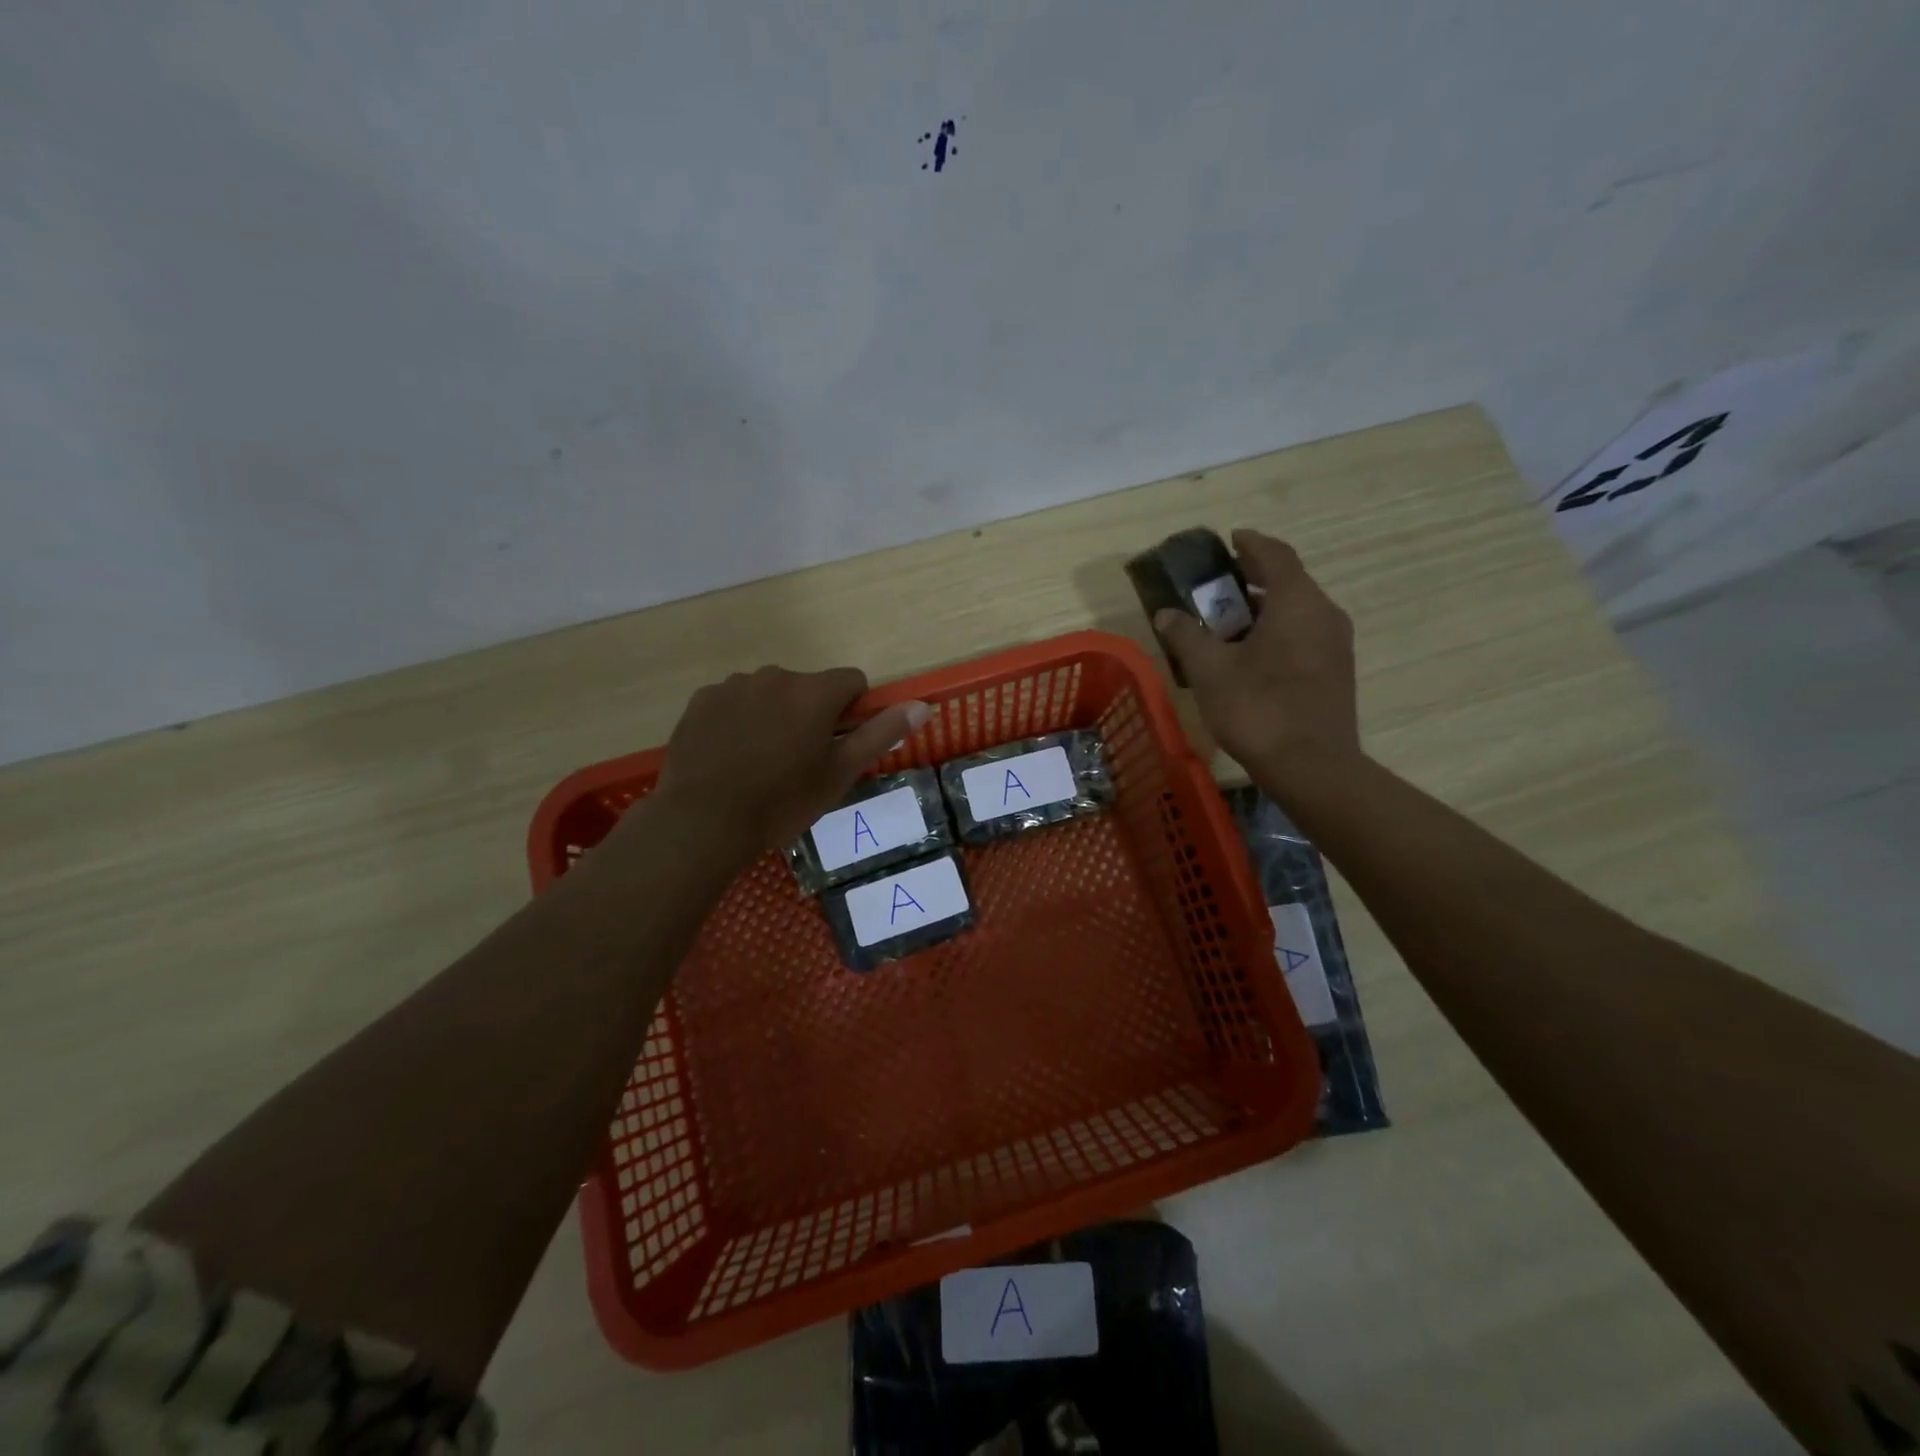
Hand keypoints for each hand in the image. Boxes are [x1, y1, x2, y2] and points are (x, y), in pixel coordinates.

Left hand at [635, 666, 929, 871]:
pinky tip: (731, 756)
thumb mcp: (840, 773)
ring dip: (774, 715)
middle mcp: (775, 676)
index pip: (852, 681)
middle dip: (810, 713)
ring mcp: (733, 685)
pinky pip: (733, 701)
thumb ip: (881, 733)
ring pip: (769, 693)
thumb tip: (922, 705)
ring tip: (761, 761)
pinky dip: (739, 720)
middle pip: (808, 687)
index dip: (852, 711)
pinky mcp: (702, 700)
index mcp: (814, 692)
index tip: (839, 744)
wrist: (703, 821)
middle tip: (799, 761)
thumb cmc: (782, 801)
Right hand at [1155, 530, 1360, 786]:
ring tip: (1226, 623)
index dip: (1250, 543)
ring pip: (1296, 611)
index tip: (1229, 540)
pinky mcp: (1336, 671)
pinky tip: (1249, 655)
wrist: (1311, 766)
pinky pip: (1304, 634)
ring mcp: (1335, 644)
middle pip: (1288, 582)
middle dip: (1252, 578)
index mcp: (1296, 602)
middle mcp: (1323, 613)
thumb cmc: (1257, 708)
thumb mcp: (1210, 670)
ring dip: (1262, 609)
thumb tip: (1167, 614)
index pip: (1275, 555)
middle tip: (1217, 585)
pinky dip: (1276, 631)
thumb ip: (1187, 635)